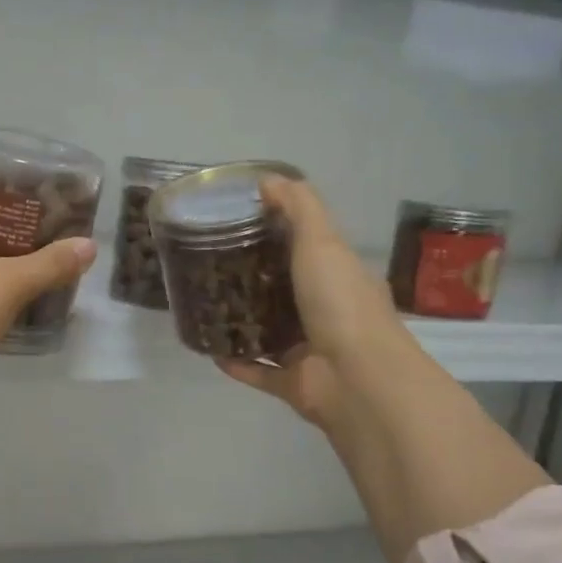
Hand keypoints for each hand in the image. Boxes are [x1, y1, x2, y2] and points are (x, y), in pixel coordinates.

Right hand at [217, 177, 412, 431]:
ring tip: (205, 304)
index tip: (240, 223)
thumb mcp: (322, 241)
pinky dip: (235, 362)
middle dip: (253, 280)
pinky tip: (207, 347)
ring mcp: (309, 351)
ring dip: (242, 321)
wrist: (356, 378)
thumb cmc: (341, 303)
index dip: (279, 234)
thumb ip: (298, 207)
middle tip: (211, 264)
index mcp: (339, 277)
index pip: (309, 249)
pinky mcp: (291, 383)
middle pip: (285, 291)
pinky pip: (257, 371)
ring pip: (270, 332)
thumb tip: (268, 179)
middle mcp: (326, 313)